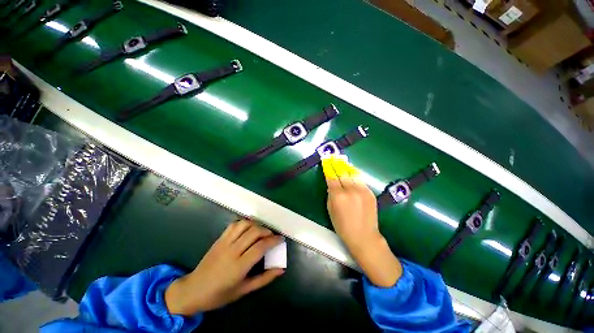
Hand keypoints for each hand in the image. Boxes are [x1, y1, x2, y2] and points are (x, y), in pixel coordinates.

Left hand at [165, 220, 284, 315]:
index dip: (273, 241)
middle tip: (272, 236)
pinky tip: (248, 228)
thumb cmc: (220, 294)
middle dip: (267, 231)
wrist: (193, 290)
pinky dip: (244, 223)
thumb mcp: (244, 290)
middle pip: (254, 232)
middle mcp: (232, 251)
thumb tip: (281, 270)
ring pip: (244, 225)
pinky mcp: (219, 239)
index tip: (281, 239)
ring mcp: (224, 243)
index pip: (261, 247)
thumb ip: (264, 279)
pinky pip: (234, 225)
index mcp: (239, 266)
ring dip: (256, 225)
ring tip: (261, 231)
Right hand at [322, 155, 401, 286]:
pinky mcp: (370, 193)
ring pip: (352, 173)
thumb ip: (330, 194)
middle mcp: (350, 190)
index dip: (328, 168)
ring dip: (346, 166)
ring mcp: (362, 190)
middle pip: (342, 173)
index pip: (331, 177)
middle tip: (333, 157)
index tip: (325, 160)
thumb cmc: (343, 226)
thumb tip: (331, 184)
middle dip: (336, 164)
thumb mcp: (330, 210)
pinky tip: (351, 171)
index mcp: (338, 196)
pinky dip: (354, 174)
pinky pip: (360, 180)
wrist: (364, 236)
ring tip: (342, 160)